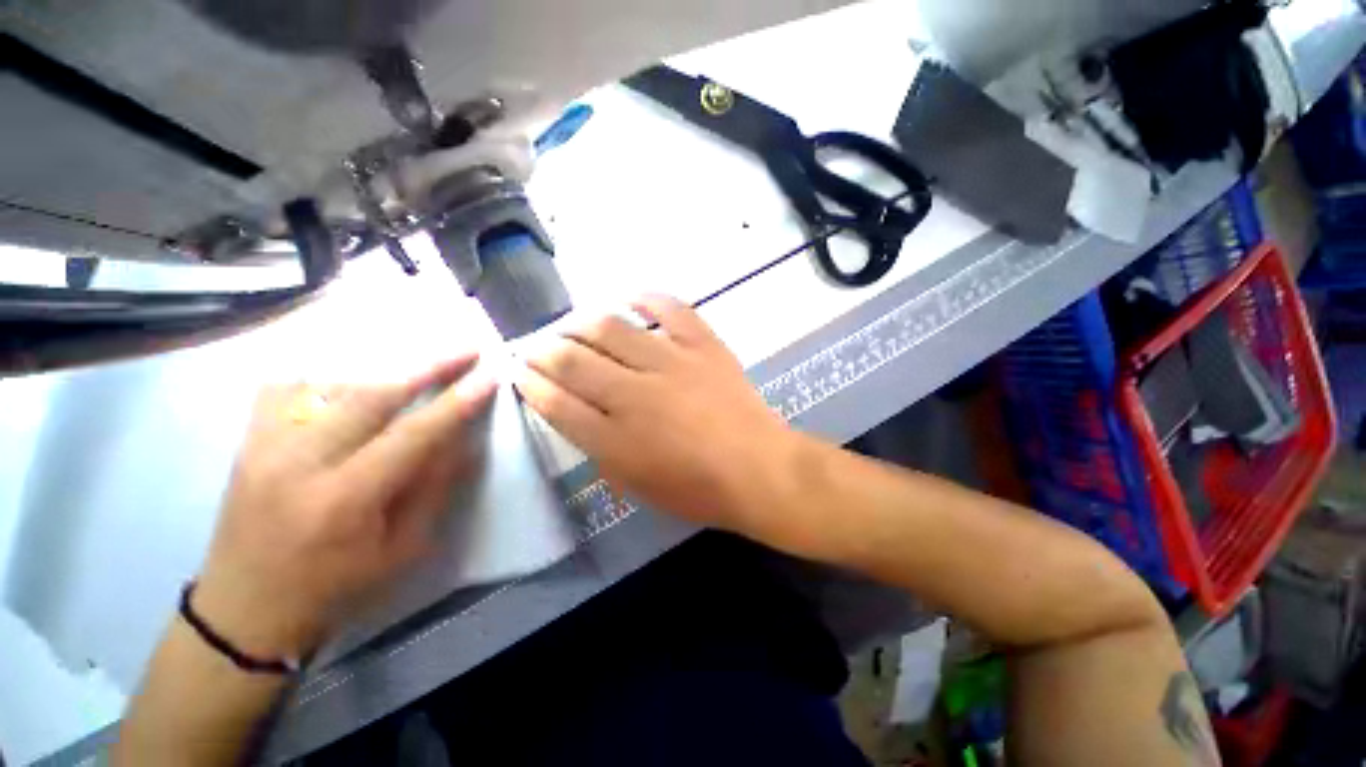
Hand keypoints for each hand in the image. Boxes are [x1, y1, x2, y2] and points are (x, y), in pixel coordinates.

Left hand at [194, 355, 496, 660]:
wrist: (245, 609)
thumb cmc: (334, 587)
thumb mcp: (402, 550)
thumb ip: (434, 489)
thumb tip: (464, 440)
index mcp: (344, 499)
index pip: (412, 435)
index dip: (455, 404)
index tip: (488, 377)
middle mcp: (300, 463)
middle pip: (371, 396)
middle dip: (427, 368)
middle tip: (466, 349)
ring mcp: (266, 447)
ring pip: (332, 385)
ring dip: (384, 372)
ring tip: (418, 368)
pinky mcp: (248, 443)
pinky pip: (285, 389)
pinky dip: (324, 378)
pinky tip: (346, 383)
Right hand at [515, 295, 795, 533]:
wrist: (760, 469)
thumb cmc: (698, 489)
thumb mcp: (637, 485)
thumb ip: (600, 449)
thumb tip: (577, 414)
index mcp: (615, 439)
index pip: (556, 402)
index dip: (531, 384)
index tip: (519, 371)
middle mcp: (635, 393)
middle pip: (573, 360)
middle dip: (544, 349)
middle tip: (538, 346)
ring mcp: (671, 362)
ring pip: (611, 327)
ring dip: (581, 322)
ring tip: (573, 325)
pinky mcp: (703, 345)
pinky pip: (670, 309)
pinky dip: (646, 299)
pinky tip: (630, 299)